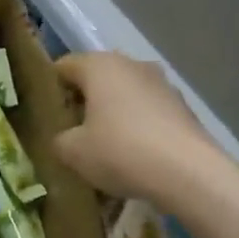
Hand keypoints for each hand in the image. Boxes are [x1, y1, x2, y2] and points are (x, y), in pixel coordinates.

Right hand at [52, 52, 216, 203]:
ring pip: (126, 93)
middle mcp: (132, 64)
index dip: (52, 89)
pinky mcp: (184, 107)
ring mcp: (162, 83)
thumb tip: (65, 138)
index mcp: (99, 65)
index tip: (49, 116)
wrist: (189, 173)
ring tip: (107, 146)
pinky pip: (149, 112)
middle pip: (97, 78)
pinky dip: (140, 127)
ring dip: (114, 113)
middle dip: (85, 101)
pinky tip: (137, 156)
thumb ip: (60, 140)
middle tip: (74, 132)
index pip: (64, 66)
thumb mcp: (73, 152)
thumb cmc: (120, 151)